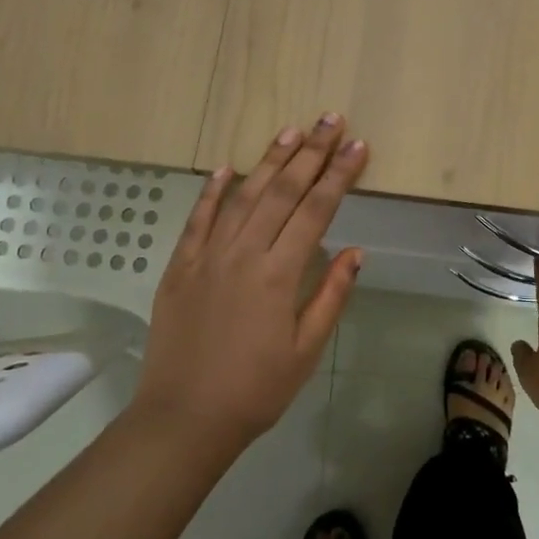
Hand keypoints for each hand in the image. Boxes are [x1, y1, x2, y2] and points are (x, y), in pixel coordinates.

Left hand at [136, 115, 367, 449]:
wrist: (184, 417)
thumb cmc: (256, 389)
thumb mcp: (305, 350)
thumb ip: (331, 295)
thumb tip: (355, 251)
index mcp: (279, 274)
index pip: (316, 210)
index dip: (339, 175)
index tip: (358, 146)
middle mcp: (243, 253)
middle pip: (282, 191)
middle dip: (310, 152)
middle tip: (330, 120)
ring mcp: (207, 256)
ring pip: (243, 196)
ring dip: (269, 161)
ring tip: (291, 131)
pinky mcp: (180, 266)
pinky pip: (198, 219)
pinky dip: (213, 191)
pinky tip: (228, 167)